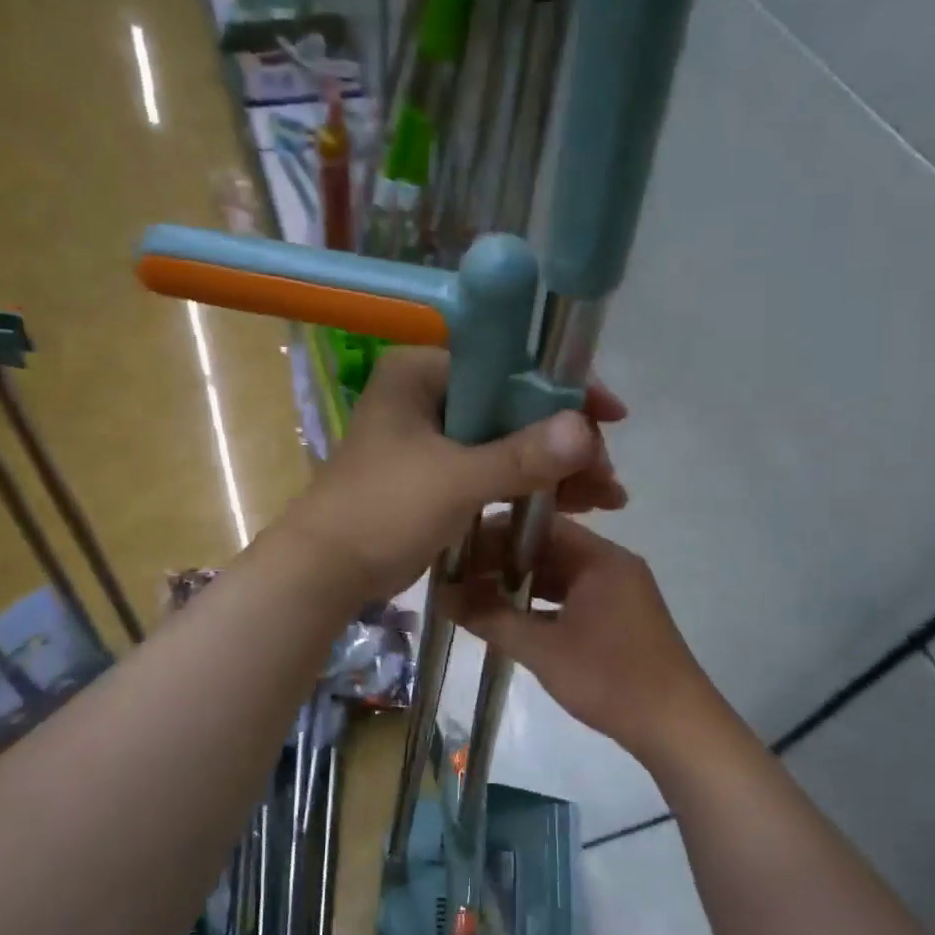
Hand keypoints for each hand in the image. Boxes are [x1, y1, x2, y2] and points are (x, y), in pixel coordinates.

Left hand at [274, 348, 627, 602]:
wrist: (324, 572)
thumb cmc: (381, 512)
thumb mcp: (455, 481)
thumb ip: (521, 455)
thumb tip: (586, 430)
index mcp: (421, 372)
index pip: (507, 362)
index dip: (562, 388)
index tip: (610, 416)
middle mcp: (427, 394)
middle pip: (512, 404)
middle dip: (564, 439)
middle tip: (607, 473)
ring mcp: (430, 436)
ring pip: (506, 439)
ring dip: (553, 466)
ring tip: (606, 496)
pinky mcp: (434, 474)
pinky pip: (491, 468)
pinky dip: (525, 484)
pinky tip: (570, 504)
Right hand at [445, 517, 719, 761]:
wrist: (677, 727)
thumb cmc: (610, 679)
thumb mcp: (543, 649)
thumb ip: (491, 619)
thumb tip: (442, 596)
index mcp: (601, 558)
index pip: (540, 525)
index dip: (495, 533)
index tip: (457, 546)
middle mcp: (612, 565)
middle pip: (549, 549)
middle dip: (503, 561)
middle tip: (458, 574)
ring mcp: (618, 593)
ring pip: (559, 576)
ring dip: (520, 584)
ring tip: (473, 594)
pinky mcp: (619, 618)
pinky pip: (572, 598)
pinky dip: (541, 604)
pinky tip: (508, 618)